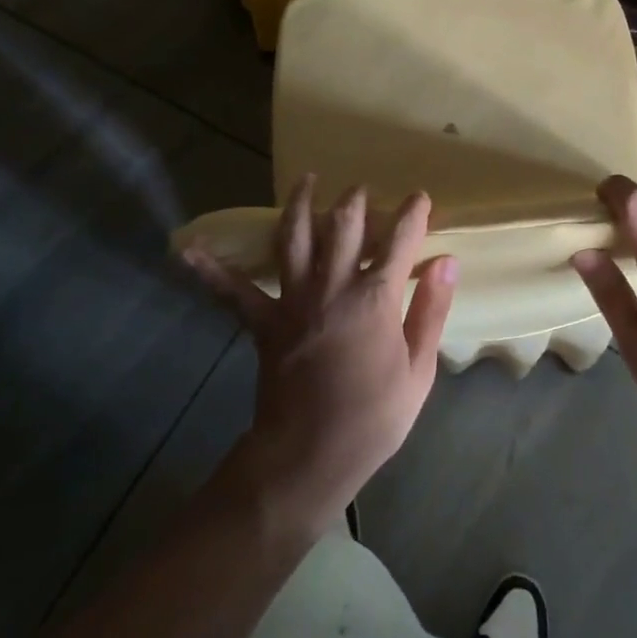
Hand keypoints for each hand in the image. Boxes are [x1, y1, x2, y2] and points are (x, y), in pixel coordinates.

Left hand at [183, 177, 456, 529]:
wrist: (308, 457)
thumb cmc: (373, 417)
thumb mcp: (419, 370)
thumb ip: (431, 310)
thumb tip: (447, 261)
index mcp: (375, 298)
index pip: (399, 241)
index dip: (412, 214)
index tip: (419, 197)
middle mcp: (333, 287)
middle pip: (343, 226)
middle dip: (354, 200)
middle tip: (359, 188)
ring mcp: (294, 301)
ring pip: (295, 239)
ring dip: (299, 205)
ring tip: (305, 180)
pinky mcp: (264, 323)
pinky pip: (234, 292)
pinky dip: (212, 271)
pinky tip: (188, 250)